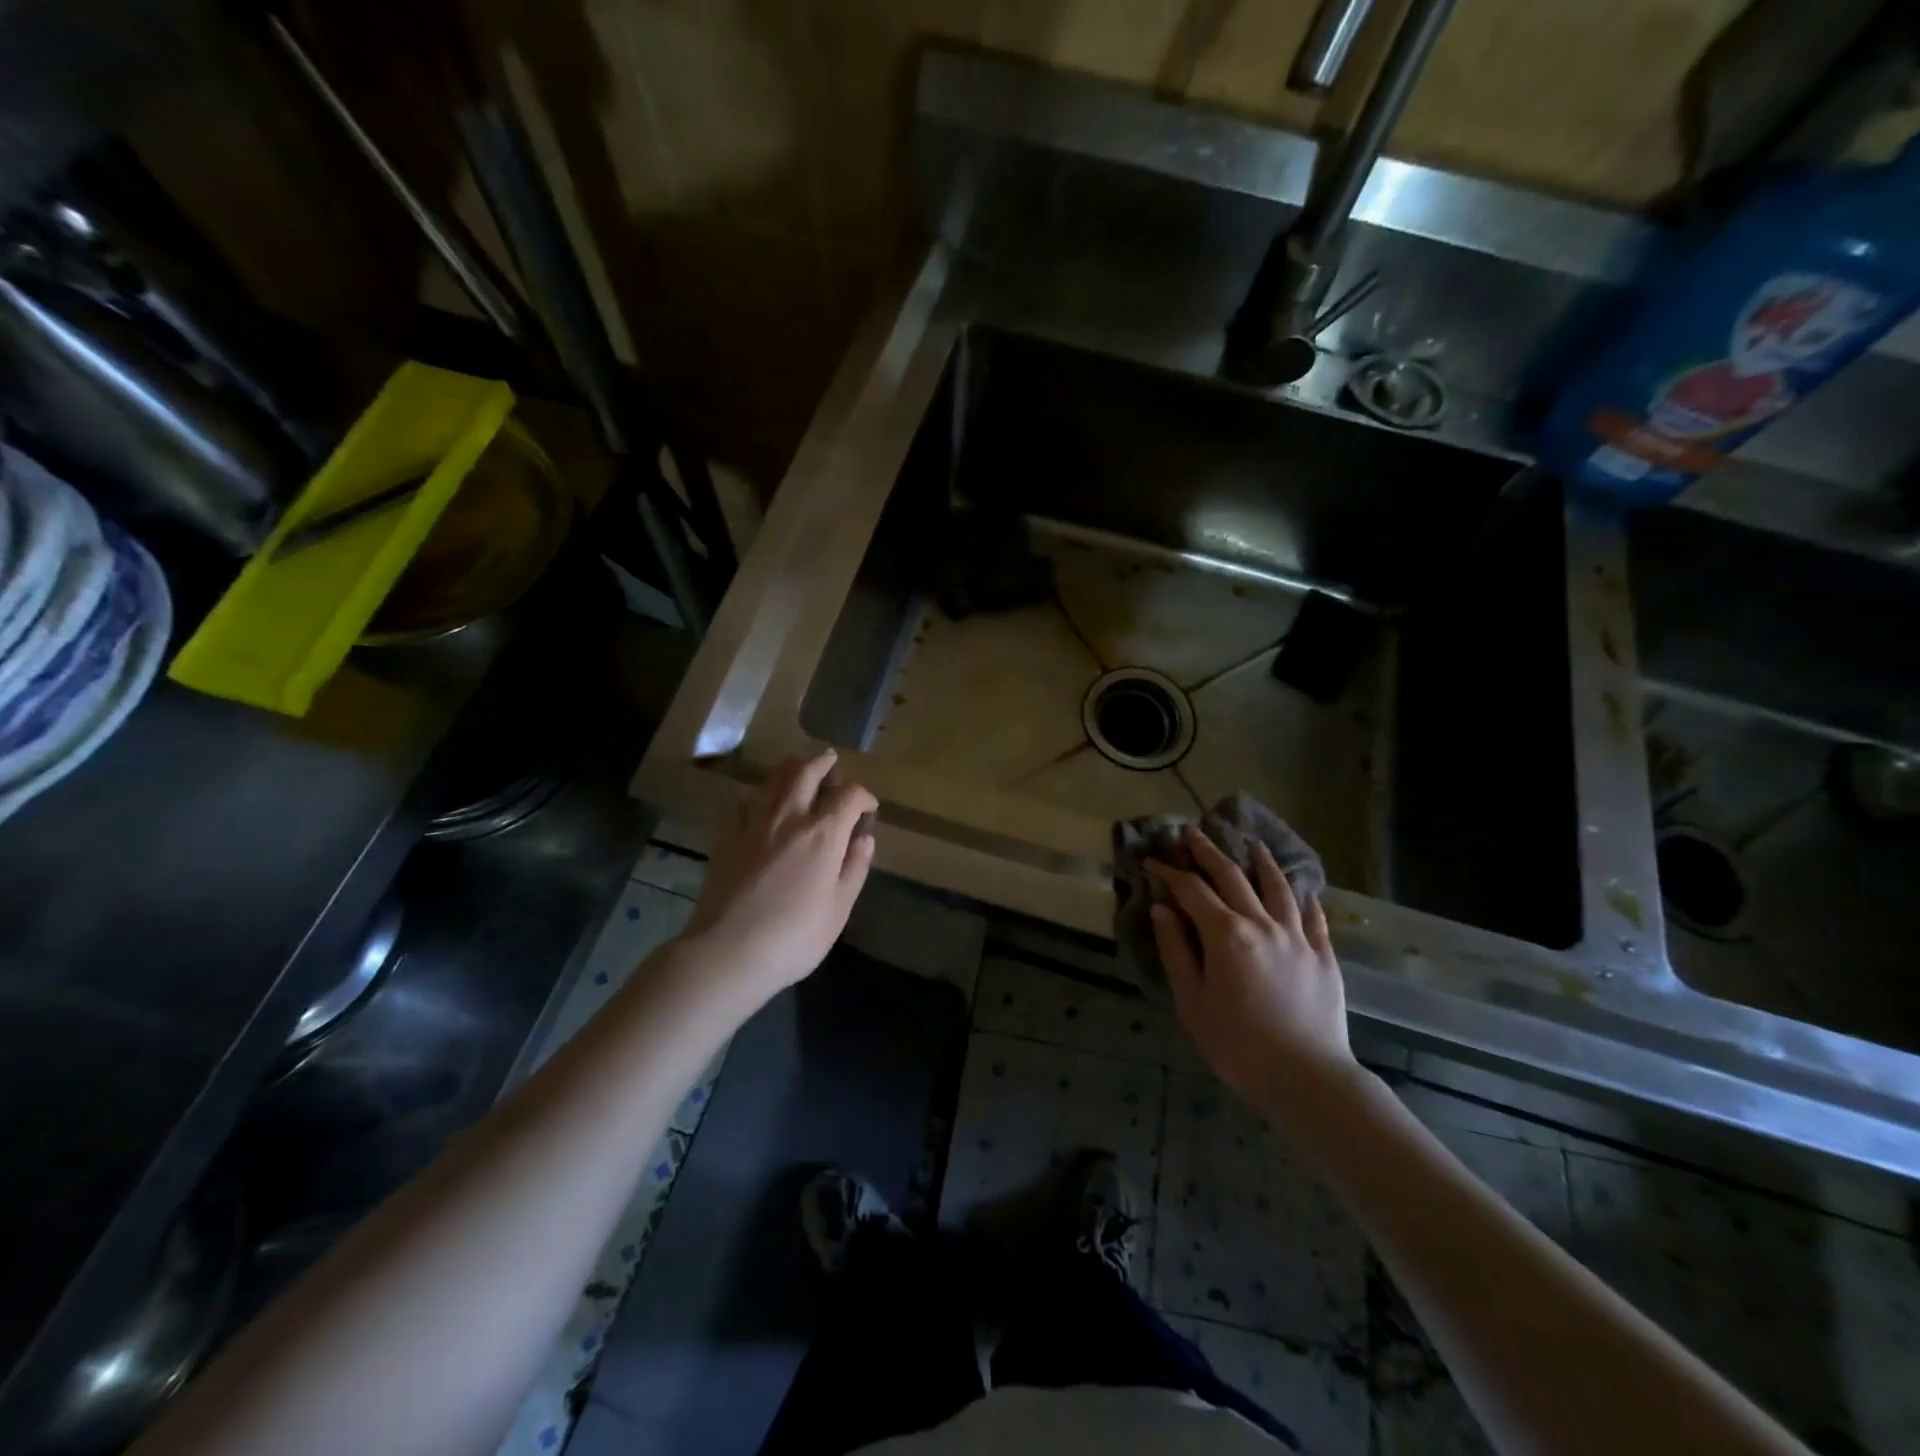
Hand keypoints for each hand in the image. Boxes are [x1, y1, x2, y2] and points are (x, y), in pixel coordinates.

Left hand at [685, 749, 877, 1001]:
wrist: (728, 952)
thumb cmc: (794, 937)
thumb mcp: (839, 909)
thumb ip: (854, 868)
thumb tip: (864, 838)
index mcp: (823, 834)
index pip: (850, 795)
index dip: (864, 797)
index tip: (869, 809)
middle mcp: (789, 817)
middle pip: (807, 772)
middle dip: (824, 763)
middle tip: (832, 762)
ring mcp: (753, 823)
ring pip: (773, 779)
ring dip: (791, 769)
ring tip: (798, 771)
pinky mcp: (725, 836)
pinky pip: (740, 801)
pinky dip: (755, 795)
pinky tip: (757, 804)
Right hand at [1148, 832, 1357, 1111]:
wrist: (1307, 1078)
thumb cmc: (1237, 1044)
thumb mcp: (1192, 1001)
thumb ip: (1176, 950)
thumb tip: (1162, 909)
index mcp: (1226, 934)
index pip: (1191, 891)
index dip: (1169, 873)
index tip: (1152, 861)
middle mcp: (1262, 924)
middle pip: (1232, 878)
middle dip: (1209, 853)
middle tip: (1193, 835)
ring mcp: (1297, 937)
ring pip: (1278, 887)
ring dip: (1261, 862)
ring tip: (1252, 844)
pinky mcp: (1323, 955)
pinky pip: (1314, 917)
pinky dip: (1305, 898)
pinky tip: (1302, 890)